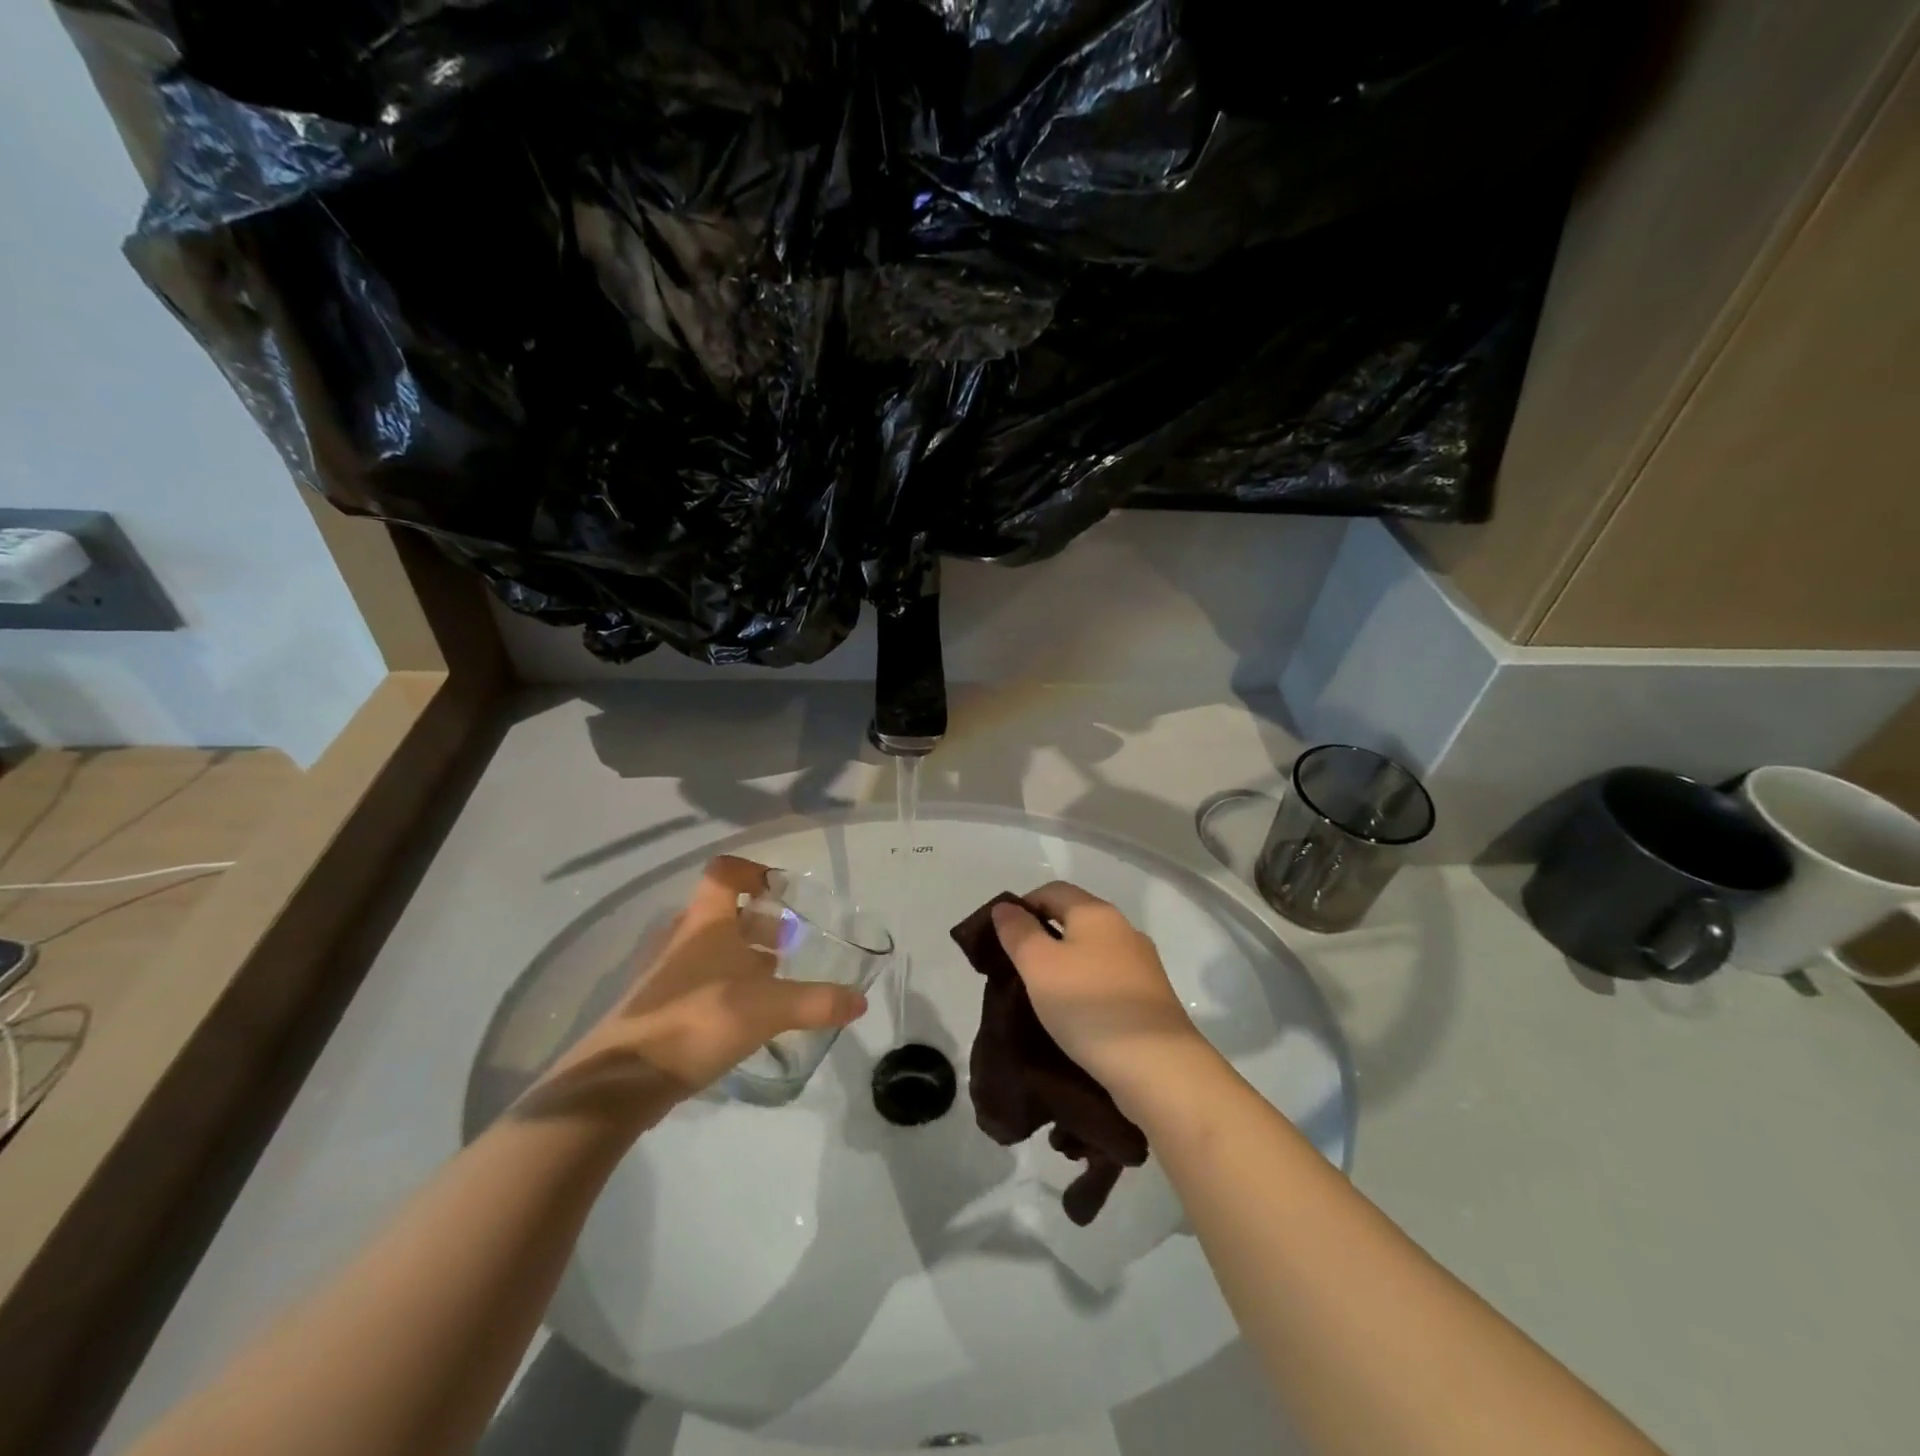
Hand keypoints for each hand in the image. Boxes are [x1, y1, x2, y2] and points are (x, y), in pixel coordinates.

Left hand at [529, 856, 867, 1127]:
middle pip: (723, 912)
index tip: (783, 890)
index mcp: (707, 921)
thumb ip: (817, 1002)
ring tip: (774, 981)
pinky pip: (699, 980)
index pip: (725, 872)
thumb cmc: (699, 1019)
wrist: (624, 1078)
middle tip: (789, 943)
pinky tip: (746, 1016)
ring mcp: (666, 972)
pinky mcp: (658, 1006)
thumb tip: (860, 1001)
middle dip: (760, 922)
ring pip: (711, 948)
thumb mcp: (769, 1008)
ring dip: (743, 956)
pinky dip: (725, 985)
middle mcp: (683, 938)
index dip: (754, 871)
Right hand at [991, 883, 1210, 1108]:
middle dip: (1043, 936)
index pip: (1052, 890)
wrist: (1158, 1066)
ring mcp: (1142, 964)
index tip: (1001, 937)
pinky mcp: (1151, 998)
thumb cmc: (1090, 1006)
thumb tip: (1005, 907)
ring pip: (1091, 951)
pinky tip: (1074, 1015)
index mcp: (1096, 912)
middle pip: (1074, 919)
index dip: (1023, 905)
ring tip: (1040, 995)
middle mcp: (1123, 929)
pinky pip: (1107, 980)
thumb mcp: (1039, 965)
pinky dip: (1085, 988)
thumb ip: (1018, 932)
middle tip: (1015, 968)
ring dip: (1064, 965)